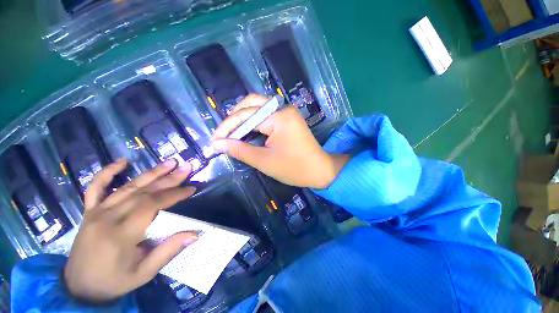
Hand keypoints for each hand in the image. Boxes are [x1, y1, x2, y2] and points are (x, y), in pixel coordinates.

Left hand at [64, 158, 197, 302]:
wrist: (78, 287)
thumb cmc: (114, 281)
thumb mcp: (143, 273)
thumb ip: (168, 251)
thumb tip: (195, 233)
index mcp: (119, 235)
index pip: (151, 206)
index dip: (173, 195)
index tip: (191, 189)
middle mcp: (106, 219)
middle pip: (142, 192)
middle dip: (168, 178)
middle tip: (187, 167)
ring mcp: (95, 212)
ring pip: (127, 187)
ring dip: (151, 173)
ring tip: (170, 162)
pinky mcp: (89, 211)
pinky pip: (96, 188)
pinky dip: (107, 172)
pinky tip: (122, 162)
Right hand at [212, 94, 348, 188]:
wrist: (319, 170)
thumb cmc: (294, 168)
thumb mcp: (264, 161)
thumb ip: (240, 150)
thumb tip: (218, 144)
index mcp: (279, 117)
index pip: (245, 116)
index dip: (227, 127)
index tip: (215, 140)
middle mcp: (283, 108)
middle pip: (251, 104)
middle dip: (234, 119)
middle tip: (224, 135)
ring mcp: (287, 111)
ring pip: (258, 107)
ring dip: (243, 118)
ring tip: (232, 133)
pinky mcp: (289, 118)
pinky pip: (267, 114)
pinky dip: (254, 122)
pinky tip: (247, 131)